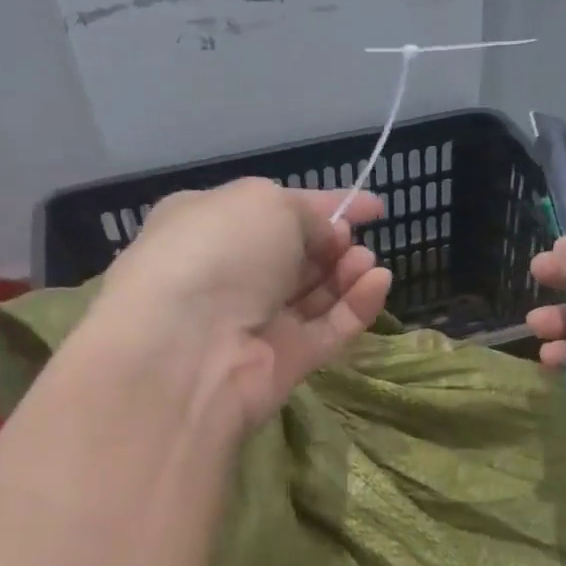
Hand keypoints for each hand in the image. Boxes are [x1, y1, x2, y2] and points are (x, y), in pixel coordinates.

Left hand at [90, 179, 392, 428]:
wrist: (185, 347)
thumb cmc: (218, 251)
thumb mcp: (266, 203)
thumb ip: (306, 214)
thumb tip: (325, 236)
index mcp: (209, 224)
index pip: (276, 209)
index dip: (325, 204)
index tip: (372, 207)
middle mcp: (229, 274)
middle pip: (296, 256)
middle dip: (333, 243)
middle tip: (354, 238)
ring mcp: (255, 322)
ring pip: (314, 295)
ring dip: (347, 273)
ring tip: (369, 261)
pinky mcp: (282, 363)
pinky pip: (327, 330)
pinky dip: (356, 306)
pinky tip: (379, 282)